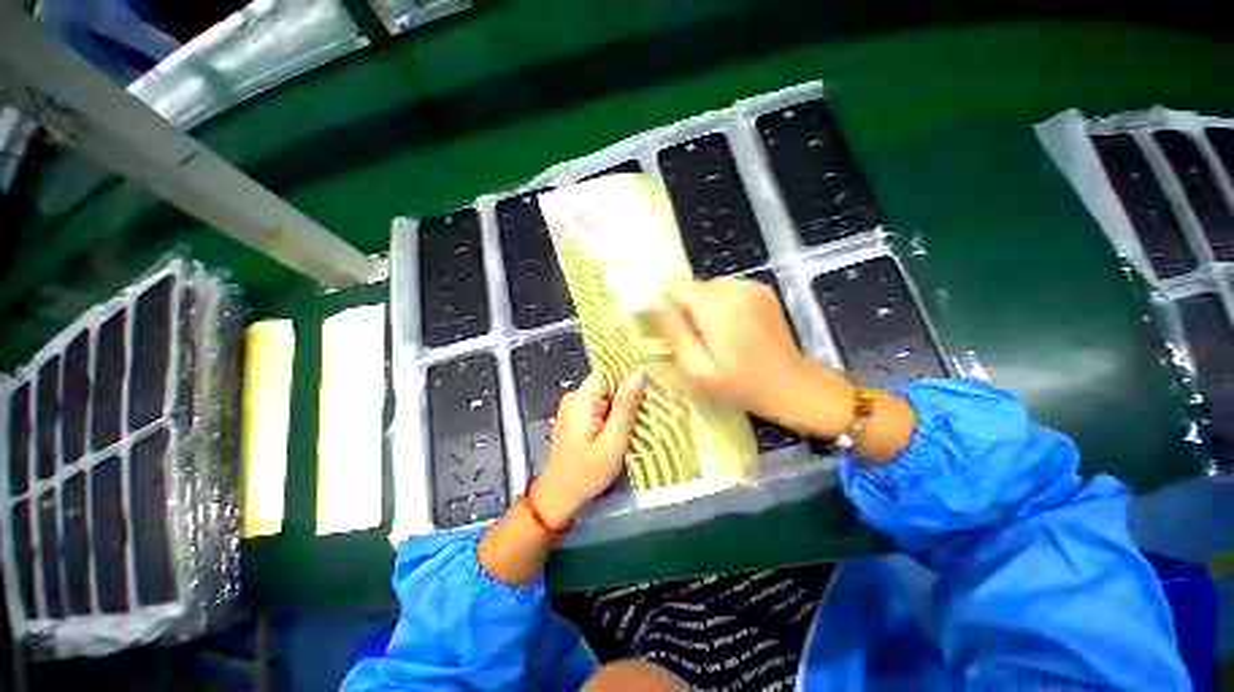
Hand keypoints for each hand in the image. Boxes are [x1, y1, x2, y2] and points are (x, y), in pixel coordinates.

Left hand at [534, 371, 645, 526]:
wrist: (558, 497)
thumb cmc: (587, 471)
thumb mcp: (613, 440)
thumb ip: (625, 406)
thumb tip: (638, 374)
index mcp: (582, 398)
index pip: (609, 372)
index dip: (629, 376)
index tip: (651, 384)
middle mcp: (575, 397)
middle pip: (608, 384)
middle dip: (628, 393)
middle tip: (651, 405)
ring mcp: (574, 408)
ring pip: (605, 396)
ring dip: (622, 405)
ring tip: (643, 415)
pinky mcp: (576, 419)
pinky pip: (599, 407)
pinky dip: (613, 414)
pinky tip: (627, 425)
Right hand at [654, 277, 810, 423]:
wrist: (792, 385)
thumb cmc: (742, 385)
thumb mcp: (699, 369)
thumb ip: (674, 333)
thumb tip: (656, 305)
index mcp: (718, 307)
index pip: (674, 285)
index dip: (665, 303)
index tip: (669, 326)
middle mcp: (735, 288)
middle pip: (691, 287)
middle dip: (686, 310)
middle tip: (696, 340)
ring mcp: (752, 286)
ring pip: (708, 289)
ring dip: (704, 309)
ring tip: (716, 337)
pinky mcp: (761, 289)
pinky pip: (725, 291)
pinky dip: (721, 307)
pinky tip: (732, 330)